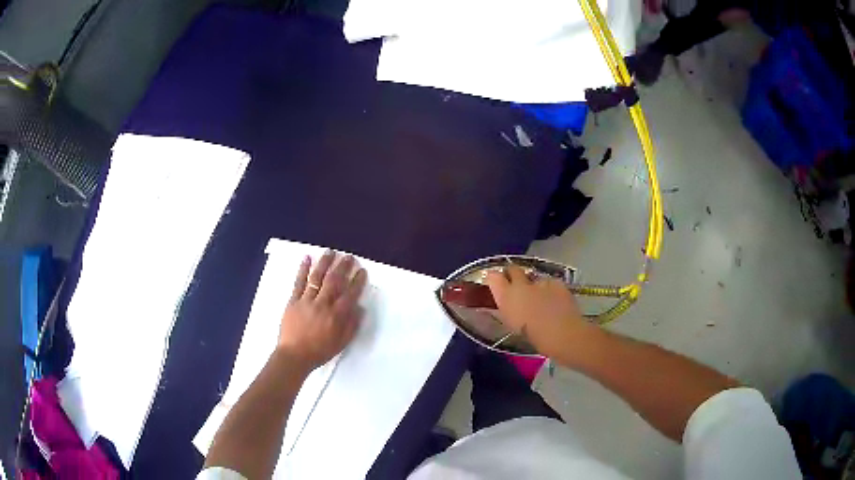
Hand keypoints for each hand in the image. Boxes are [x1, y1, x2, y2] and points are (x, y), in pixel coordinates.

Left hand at [278, 250, 367, 370]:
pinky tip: (307, 258)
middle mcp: (323, 304)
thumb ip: (351, 325)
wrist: (294, 356)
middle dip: (343, 267)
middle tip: (349, 257)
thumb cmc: (319, 351)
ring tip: (331, 251)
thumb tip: (359, 308)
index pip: (350, 294)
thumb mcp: (341, 343)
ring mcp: (306, 301)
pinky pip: (298, 282)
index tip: (362, 271)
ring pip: (317, 277)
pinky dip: (303, 269)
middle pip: (334, 281)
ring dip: (325, 263)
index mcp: (336, 315)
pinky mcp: (293, 301)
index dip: (357, 281)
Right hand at [485, 265, 598, 363]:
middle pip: (513, 269)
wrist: (561, 332)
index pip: (493, 276)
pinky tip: (555, 300)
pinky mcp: (557, 282)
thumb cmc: (532, 336)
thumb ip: (508, 309)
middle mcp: (521, 284)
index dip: (494, 277)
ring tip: (540, 298)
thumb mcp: (512, 324)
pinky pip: (550, 283)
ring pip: (533, 278)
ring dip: (534, 285)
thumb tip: (508, 303)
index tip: (496, 282)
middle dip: (513, 274)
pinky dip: (551, 289)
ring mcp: (540, 281)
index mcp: (506, 296)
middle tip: (516, 285)